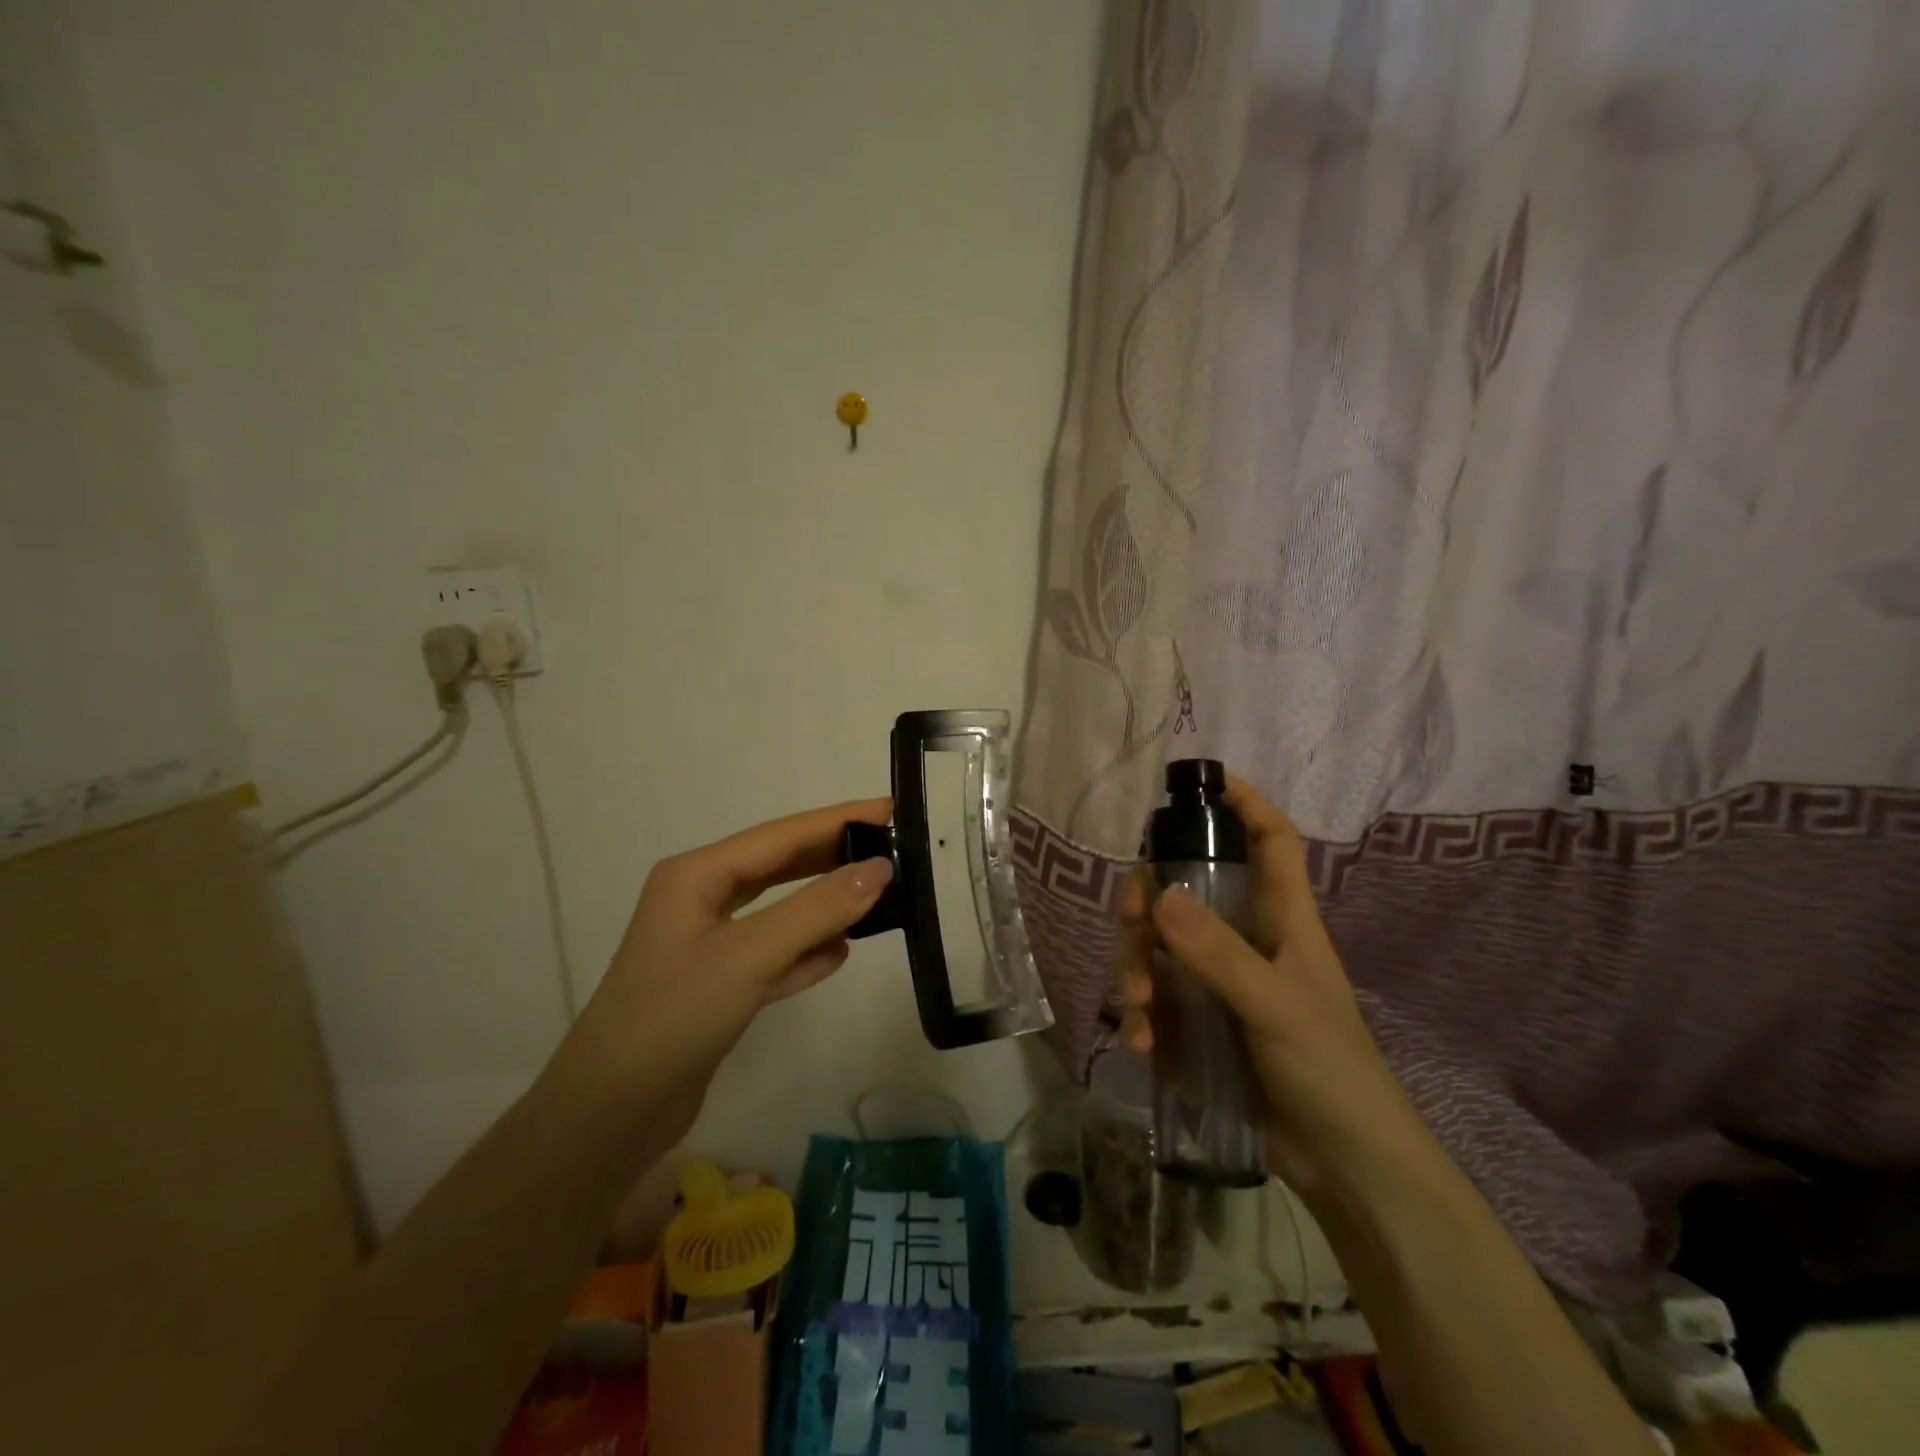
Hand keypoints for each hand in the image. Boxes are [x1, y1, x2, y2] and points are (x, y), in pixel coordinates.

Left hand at [560, 798, 895, 1131]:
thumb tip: (882, 868)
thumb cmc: (673, 1016)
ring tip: (879, 899)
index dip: (838, 820)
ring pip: (781, 911)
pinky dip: (805, 951)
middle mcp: (702, 899)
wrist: (609, 1115)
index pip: (782, 834)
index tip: (890, 809)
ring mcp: (710, 944)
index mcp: (697, 875)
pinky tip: (838, 954)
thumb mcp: (749, 955)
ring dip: (824, 906)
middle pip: (782, 866)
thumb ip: (818, 909)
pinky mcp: (720, 985)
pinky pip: (775, 954)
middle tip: (893, 851)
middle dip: (834, 857)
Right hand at [1117, 776, 1421, 1195]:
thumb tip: (1159, 894)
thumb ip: (1218, 954)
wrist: (1346, 1169)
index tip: (1201, 783)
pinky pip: (1157, 998)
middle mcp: (1247, 939)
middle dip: (1151, 897)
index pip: (1271, 840)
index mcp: (1283, 919)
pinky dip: (1142, 1016)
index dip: (1244, 804)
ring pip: (1161, 945)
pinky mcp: (1200, 1022)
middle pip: (1189, 888)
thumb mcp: (1275, 1006)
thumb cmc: (1330, 1071)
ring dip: (1137, 968)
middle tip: (1129, 920)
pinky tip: (1141, 1047)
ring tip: (1138, 1010)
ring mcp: (1220, 982)